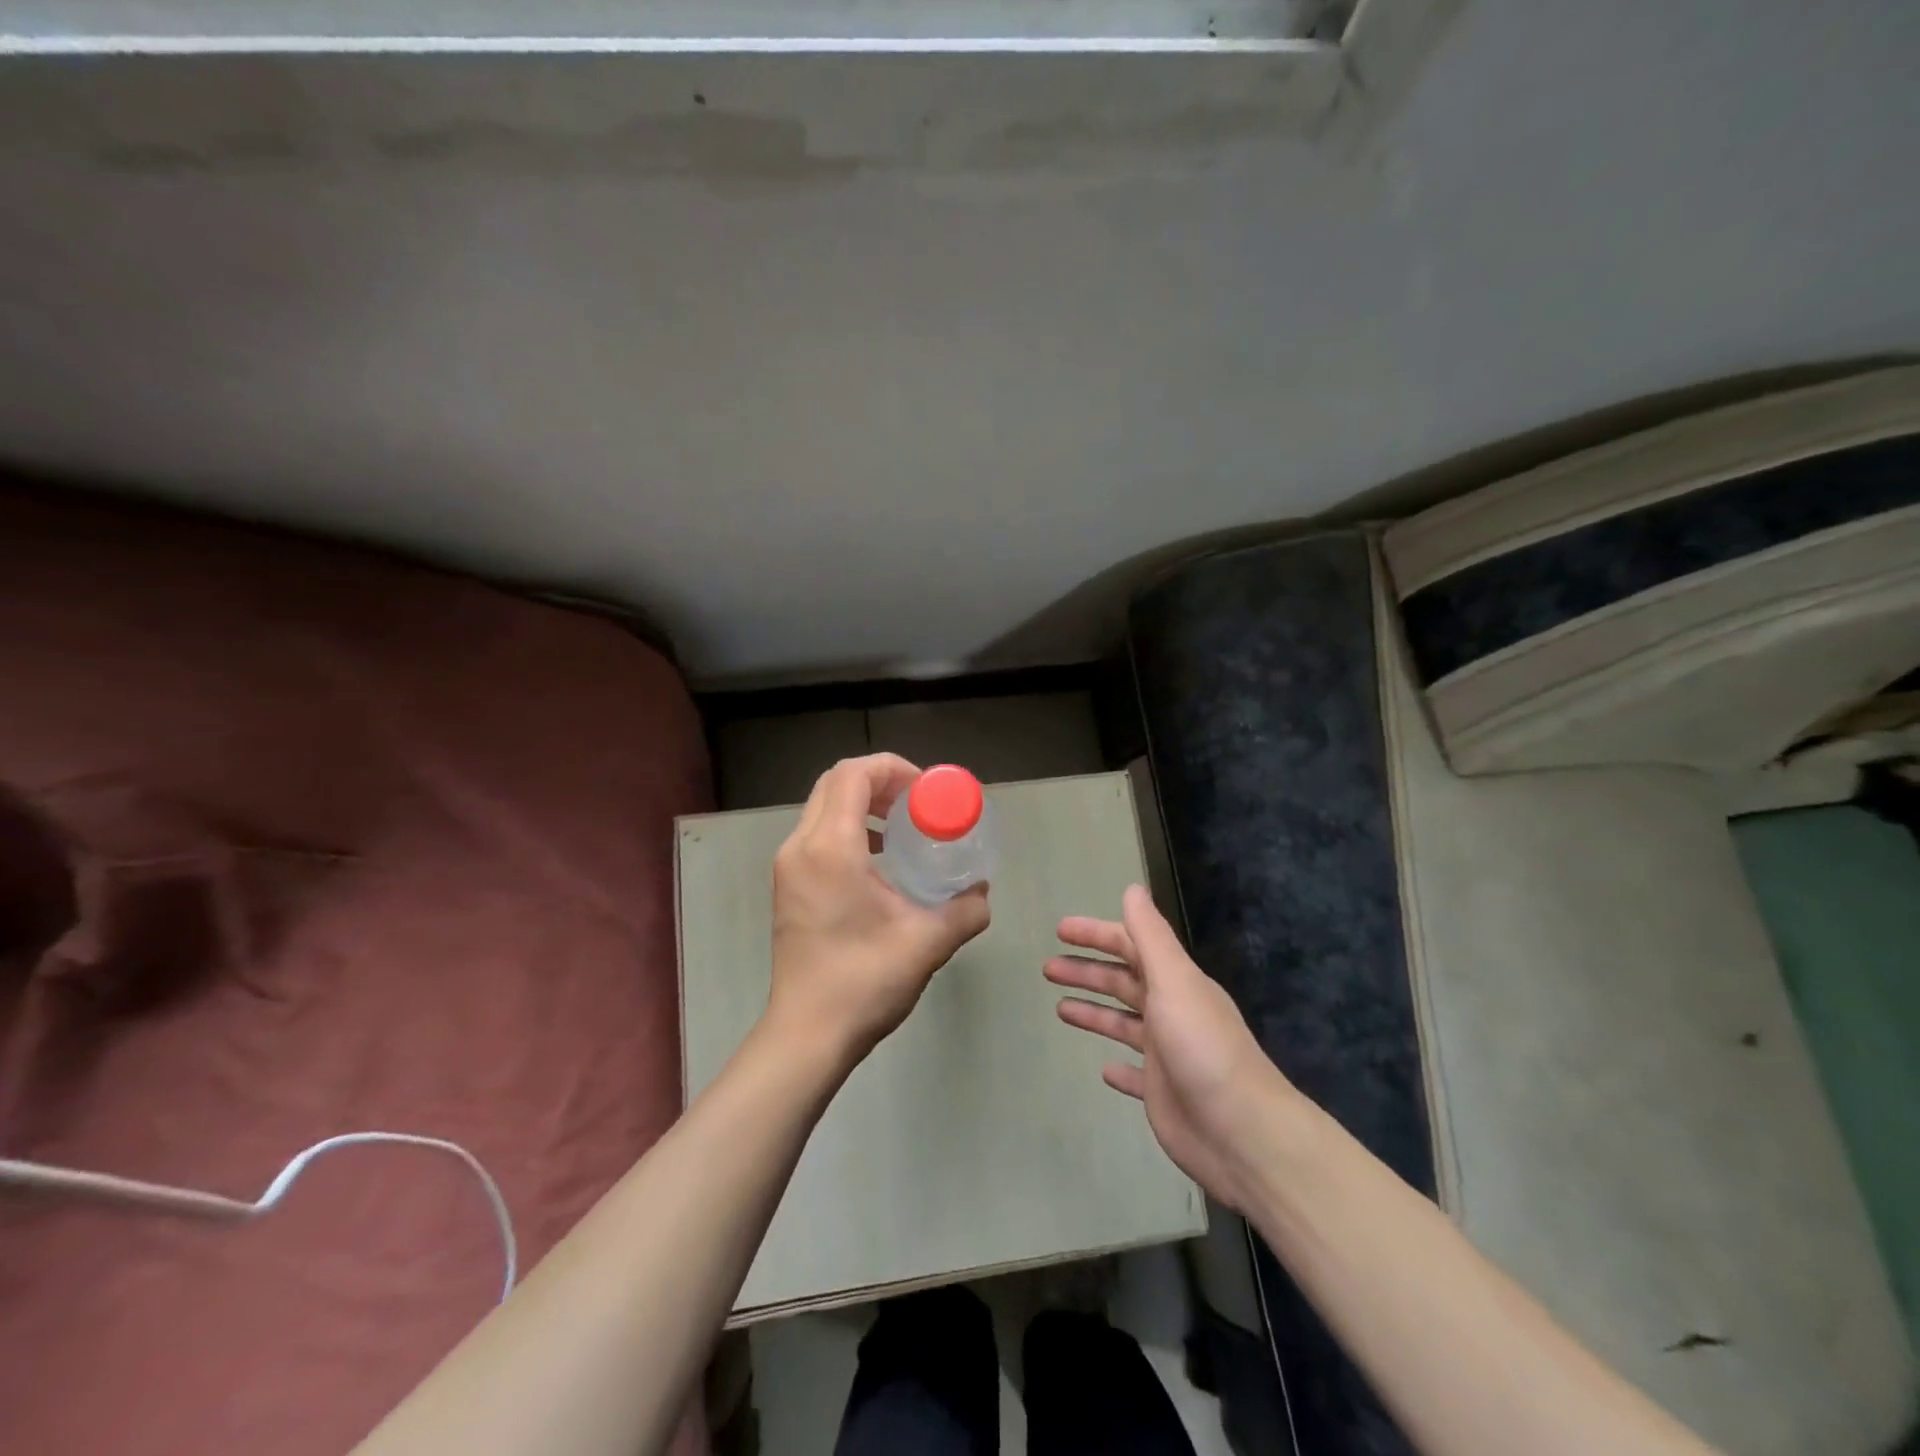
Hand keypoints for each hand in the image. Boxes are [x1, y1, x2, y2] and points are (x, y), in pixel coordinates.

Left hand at [766, 754, 990, 1071]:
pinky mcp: (787, 885)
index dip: (893, 768)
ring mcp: (788, 866)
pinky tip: (880, 859)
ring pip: (822, 807)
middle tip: (918, 803)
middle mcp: (801, 846)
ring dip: (863, 803)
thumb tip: (982, 891)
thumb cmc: (864, 982)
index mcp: (830, 848)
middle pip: (835, 783)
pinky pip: (817, 833)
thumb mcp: (928, 942)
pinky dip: (848, 827)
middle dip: (880, 781)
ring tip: (903, 826)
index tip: (927, 791)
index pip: (853, 775)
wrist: (806, 1035)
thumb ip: (965, 910)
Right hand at [1047, 885, 1299, 1211]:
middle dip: (1087, 972)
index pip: (1130, 945)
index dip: (1096, 934)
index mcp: (1175, 982)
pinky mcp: (1163, 1093)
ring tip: (1059, 1008)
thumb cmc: (1203, 1048)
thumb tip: (1133, 889)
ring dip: (1094, 1012)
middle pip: (1122, 982)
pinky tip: (1102, 1069)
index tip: (1060, 931)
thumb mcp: (1175, 982)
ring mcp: (1167, 1054)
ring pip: (1123, 1023)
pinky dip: (1118, 1068)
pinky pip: (1135, 1074)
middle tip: (1047, 969)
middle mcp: (1171, 1011)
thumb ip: (1150, 936)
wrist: (1243, 1133)